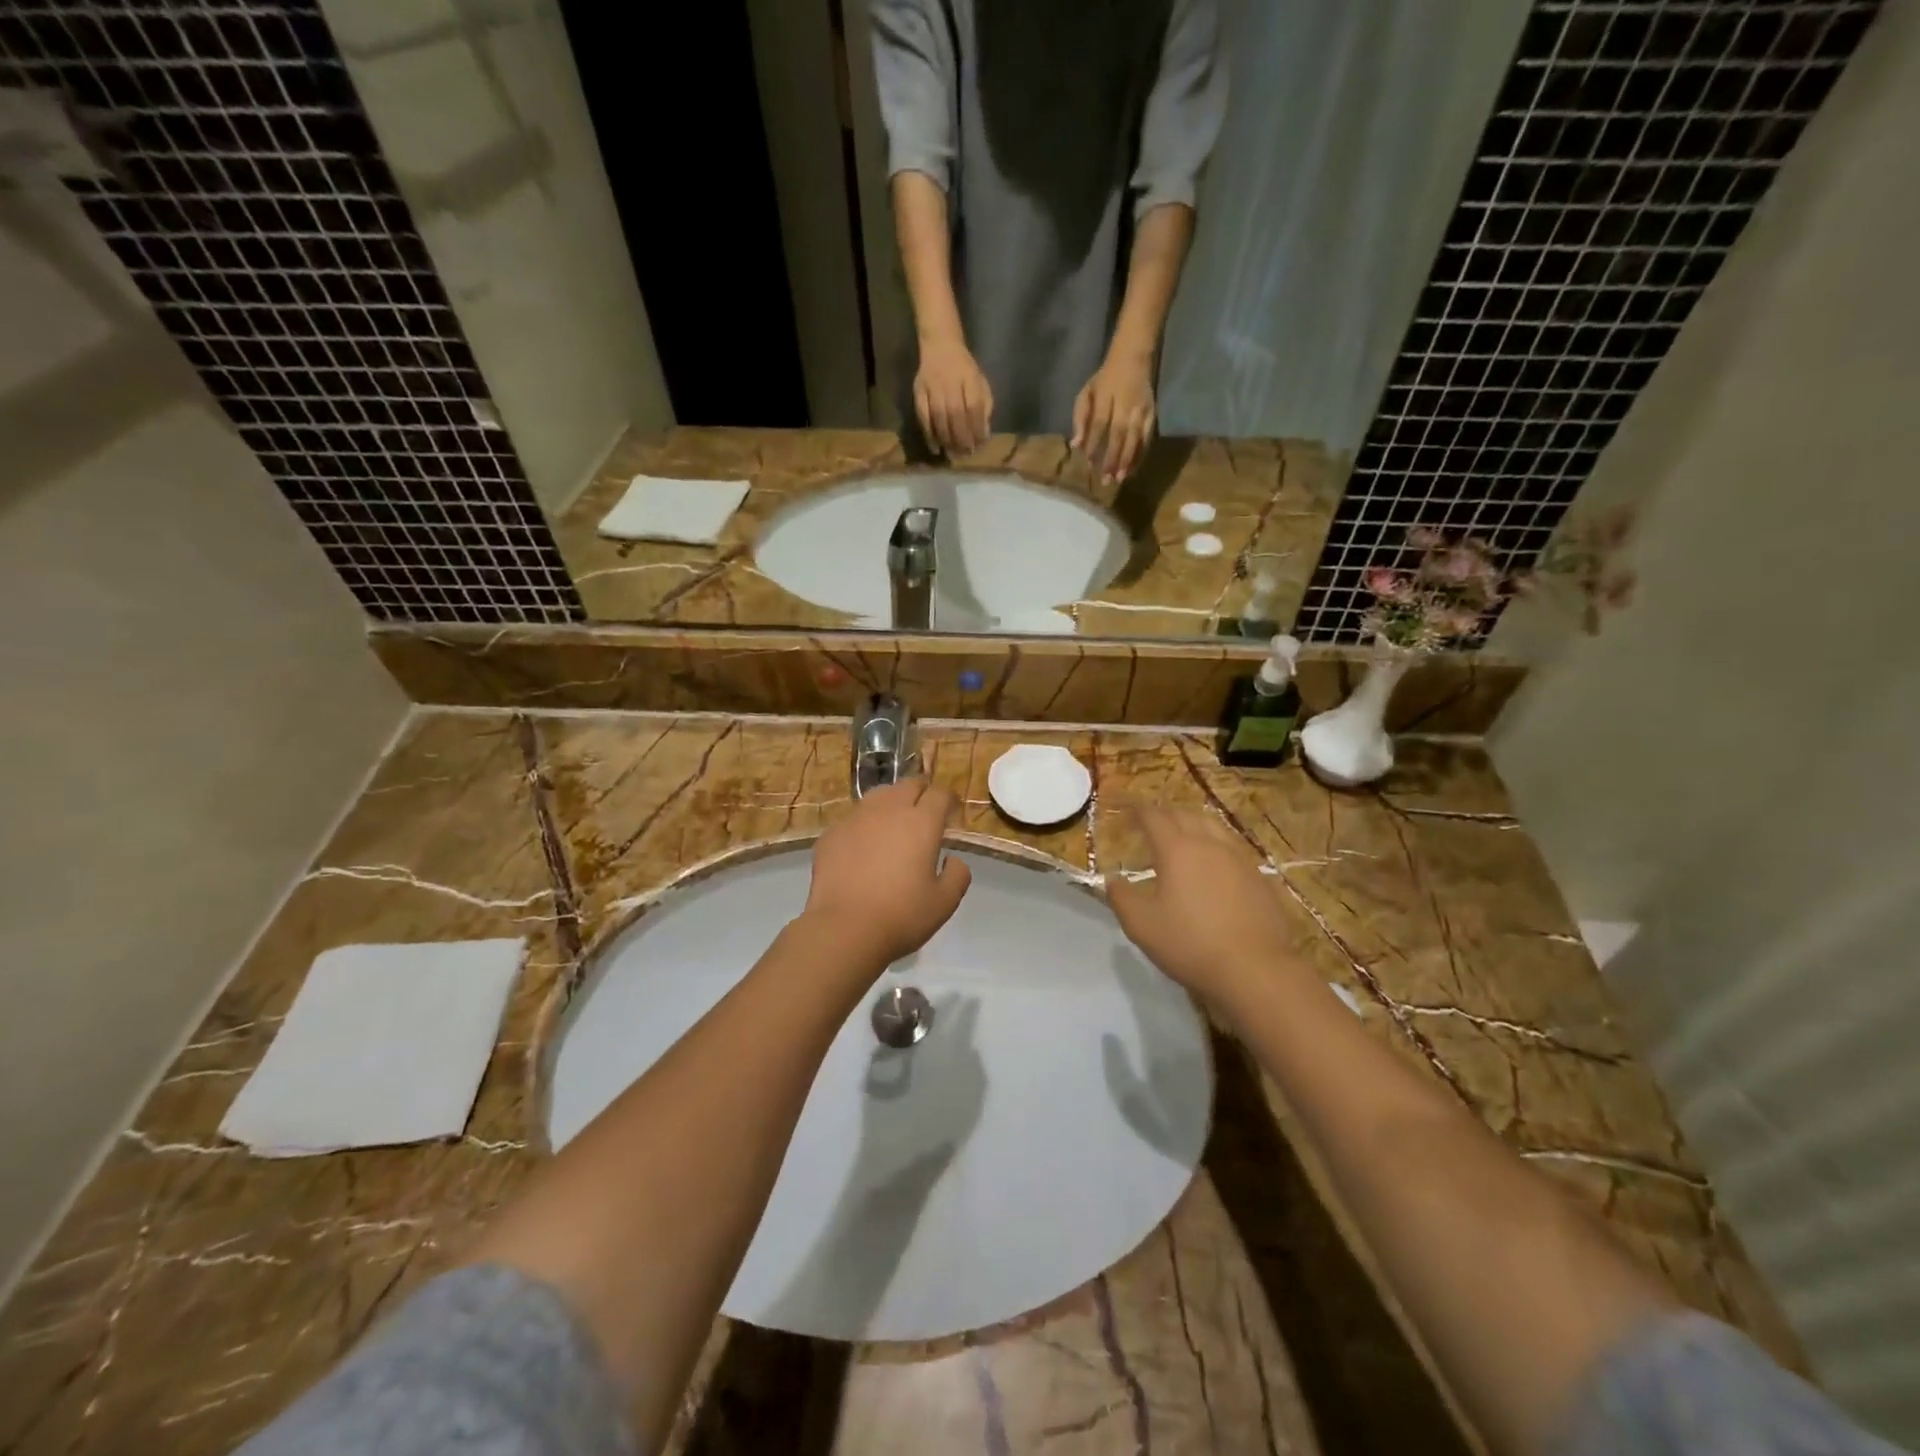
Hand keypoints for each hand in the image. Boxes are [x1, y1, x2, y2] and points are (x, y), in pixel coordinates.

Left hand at [801, 780, 972, 970]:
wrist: (844, 929)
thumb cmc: (902, 916)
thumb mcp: (945, 902)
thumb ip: (958, 875)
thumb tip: (952, 859)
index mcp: (921, 822)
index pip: (940, 794)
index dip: (949, 799)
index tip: (951, 812)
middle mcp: (889, 810)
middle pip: (908, 785)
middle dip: (921, 793)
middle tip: (925, 813)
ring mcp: (856, 818)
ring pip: (879, 796)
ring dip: (892, 802)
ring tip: (893, 823)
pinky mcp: (832, 833)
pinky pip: (854, 818)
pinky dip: (864, 825)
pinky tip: (863, 847)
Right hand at [914, 335, 992, 455]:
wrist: (940, 345)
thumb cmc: (964, 369)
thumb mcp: (980, 382)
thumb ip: (985, 407)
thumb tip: (983, 434)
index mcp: (969, 378)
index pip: (974, 407)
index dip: (977, 428)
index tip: (980, 445)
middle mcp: (950, 382)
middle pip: (956, 414)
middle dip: (962, 437)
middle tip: (965, 454)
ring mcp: (932, 387)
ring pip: (939, 417)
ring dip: (946, 439)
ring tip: (952, 454)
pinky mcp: (918, 392)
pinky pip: (923, 416)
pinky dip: (929, 434)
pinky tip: (935, 447)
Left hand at [1072, 352, 1156, 483]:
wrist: (1133, 357)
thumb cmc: (1105, 379)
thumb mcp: (1087, 392)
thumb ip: (1080, 417)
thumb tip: (1075, 444)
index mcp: (1107, 396)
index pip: (1100, 423)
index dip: (1094, 444)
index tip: (1089, 463)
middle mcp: (1126, 404)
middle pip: (1119, 434)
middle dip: (1112, 458)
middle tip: (1105, 479)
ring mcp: (1142, 409)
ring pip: (1135, 438)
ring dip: (1128, 460)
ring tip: (1120, 478)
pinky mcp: (1153, 414)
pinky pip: (1147, 438)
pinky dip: (1140, 454)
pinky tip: (1133, 469)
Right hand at [1106, 809, 1298, 1010]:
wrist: (1255, 969)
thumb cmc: (1190, 944)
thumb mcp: (1141, 925)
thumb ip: (1121, 898)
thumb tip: (1112, 880)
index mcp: (1177, 849)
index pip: (1154, 818)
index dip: (1139, 812)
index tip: (1129, 812)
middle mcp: (1209, 844)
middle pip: (1185, 815)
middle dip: (1165, 814)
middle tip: (1152, 823)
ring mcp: (1239, 858)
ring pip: (1214, 826)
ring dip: (1193, 824)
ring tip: (1184, 835)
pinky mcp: (1259, 876)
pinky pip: (1233, 846)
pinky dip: (1216, 843)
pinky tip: (1215, 862)